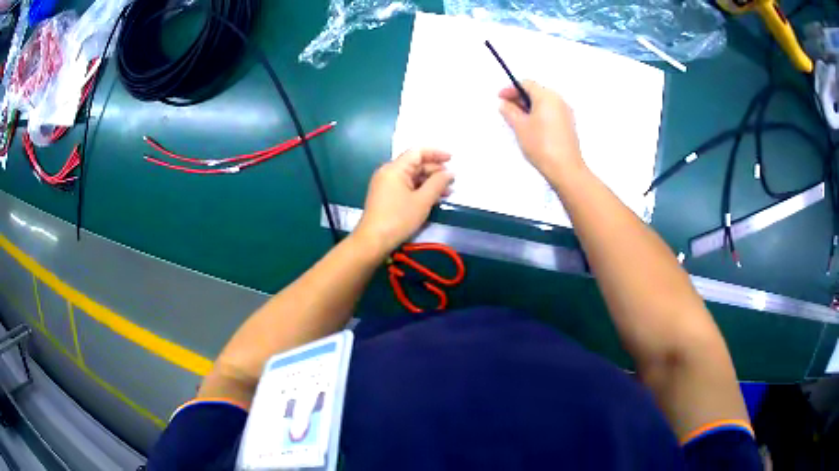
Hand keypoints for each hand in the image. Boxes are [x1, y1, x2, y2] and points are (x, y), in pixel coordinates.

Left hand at [355, 149, 453, 253]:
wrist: (373, 241)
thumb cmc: (398, 218)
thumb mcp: (422, 201)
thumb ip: (438, 183)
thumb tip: (449, 173)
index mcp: (395, 168)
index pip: (417, 152)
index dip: (436, 153)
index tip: (452, 159)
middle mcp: (388, 172)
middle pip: (415, 164)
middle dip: (435, 170)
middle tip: (452, 179)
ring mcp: (386, 184)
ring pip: (412, 176)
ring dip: (430, 181)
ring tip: (447, 191)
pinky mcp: (386, 196)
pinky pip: (406, 186)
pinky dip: (420, 189)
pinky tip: (434, 198)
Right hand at [499, 80, 585, 180]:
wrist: (565, 168)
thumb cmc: (542, 145)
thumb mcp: (519, 126)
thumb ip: (509, 111)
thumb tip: (505, 104)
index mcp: (547, 96)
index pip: (526, 84)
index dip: (511, 89)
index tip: (501, 97)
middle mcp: (559, 101)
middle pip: (536, 92)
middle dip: (520, 98)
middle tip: (507, 109)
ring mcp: (566, 113)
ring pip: (544, 103)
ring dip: (529, 107)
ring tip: (517, 120)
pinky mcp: (568, 125)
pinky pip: (551, 113)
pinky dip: (539, 115)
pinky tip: (531, 128)